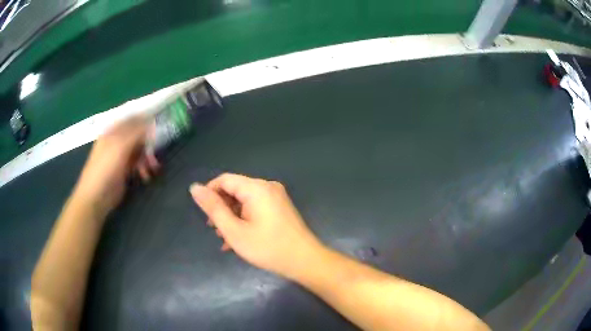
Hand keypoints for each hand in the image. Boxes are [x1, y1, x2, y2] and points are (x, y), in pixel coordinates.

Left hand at [73, 117, 159, 217]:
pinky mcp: (124, 170)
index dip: (146, 120)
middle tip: (157, 150)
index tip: (160, 124)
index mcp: (113, 131)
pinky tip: (145, 175)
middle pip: (138, 135)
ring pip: (139, 150)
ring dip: (148, 157)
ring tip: (153, 168)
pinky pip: (137, 163)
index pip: (132, 119)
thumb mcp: (120, 146)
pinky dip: (144, 168)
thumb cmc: (105, 168)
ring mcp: (120, 155)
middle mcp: (117, 140)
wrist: (96, 197)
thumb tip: (152, 122)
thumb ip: (136, 133)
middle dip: (149, 142)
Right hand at [190, 173, 322, 278]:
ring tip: (224, 238)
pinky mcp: (280, 208)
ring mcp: (276, 197)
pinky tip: (237, 239)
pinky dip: (244, 220)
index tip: (202, 213)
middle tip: (214, 229)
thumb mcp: (234, 230)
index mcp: (256, 188)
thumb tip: (194, 188)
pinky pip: (256, 208)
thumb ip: (213, 208)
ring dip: (231, 217)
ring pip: (244, 201)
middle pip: (235, 190)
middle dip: (221, 209)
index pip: (224, 180)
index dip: (209, 193)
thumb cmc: (267, 248)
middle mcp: (267, 187)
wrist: (305, 261)